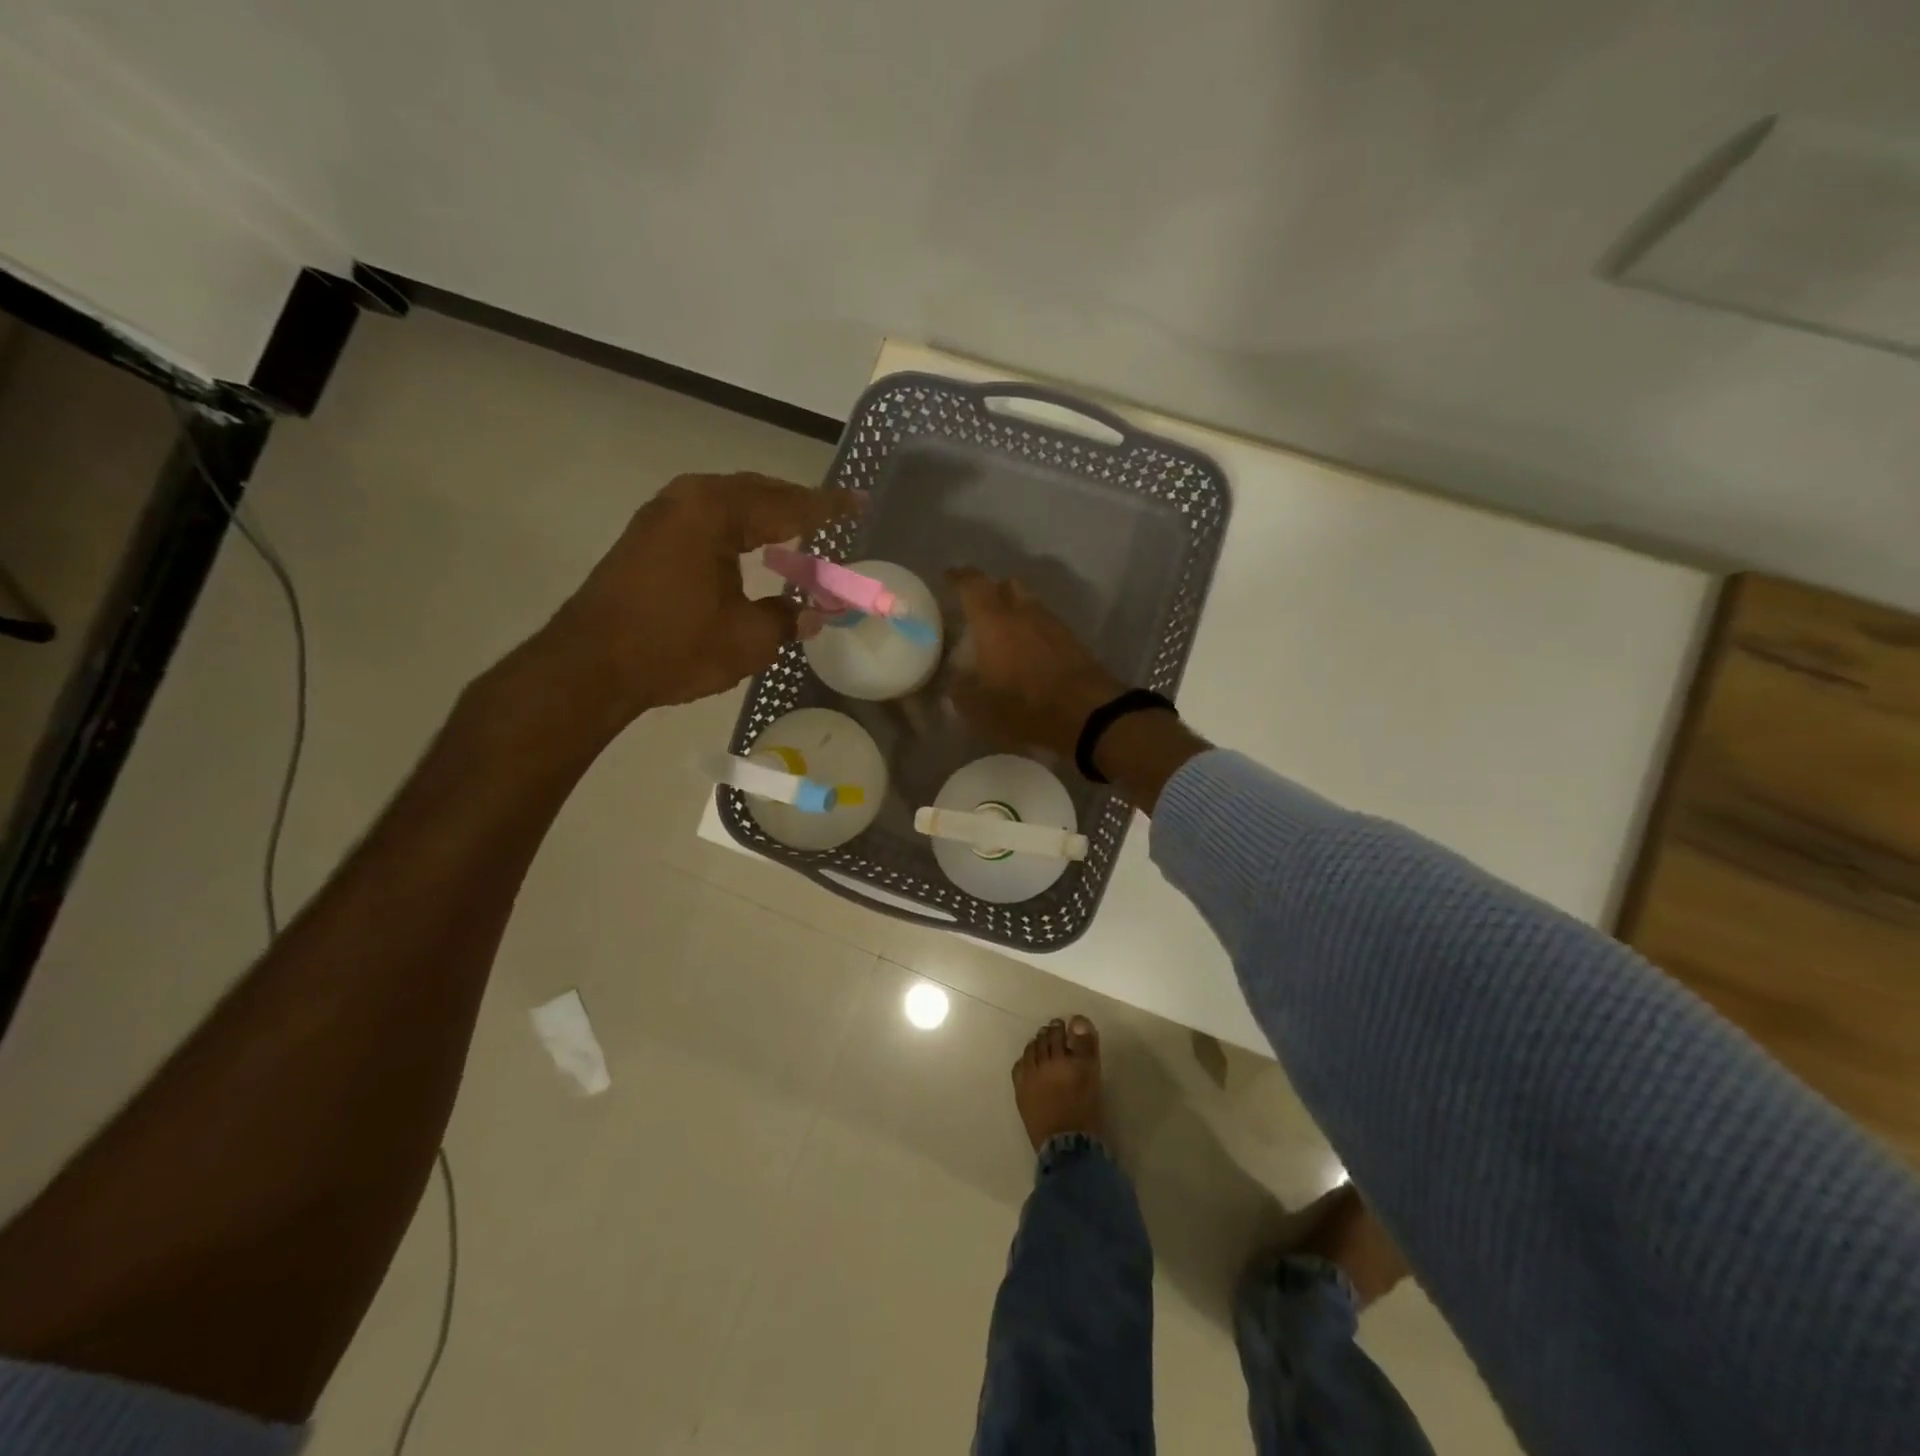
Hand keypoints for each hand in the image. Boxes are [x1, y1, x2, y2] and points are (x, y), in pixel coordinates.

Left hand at [538, 472, 859, 725]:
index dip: (827, 508)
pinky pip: (708, 517)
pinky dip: (739, 526)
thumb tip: (815, 614)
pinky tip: (752, 546)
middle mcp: (688, 499)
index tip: (859, 503)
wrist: (590, 665)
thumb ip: (788, 619)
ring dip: (766, 515)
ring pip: (730, 503)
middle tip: (832, 515)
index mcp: (717, 513)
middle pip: (757, 492)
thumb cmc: (674, 647)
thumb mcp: (747, 639)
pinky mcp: (649, 535)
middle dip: (796, 504)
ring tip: (799, 529)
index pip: (787, 505)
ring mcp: (663, 513)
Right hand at [947, 568, 1126, 755]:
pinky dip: (1034, 631)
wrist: (1088, 714)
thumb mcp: (978, 709)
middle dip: (992, 591)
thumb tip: (954, 680)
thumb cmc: (1025, 706)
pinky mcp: (1073, 642)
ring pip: (1030, 604)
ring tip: (1004, 635)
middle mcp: (1024, 613)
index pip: (973, 585)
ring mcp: (1053, 625)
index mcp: (994, 622)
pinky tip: (1028, 653)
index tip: (948, 577)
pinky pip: (1046, 625)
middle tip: (979, 609)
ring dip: (1016, 612)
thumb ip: (959, 691)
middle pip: (1007, 585)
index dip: (958, 577)